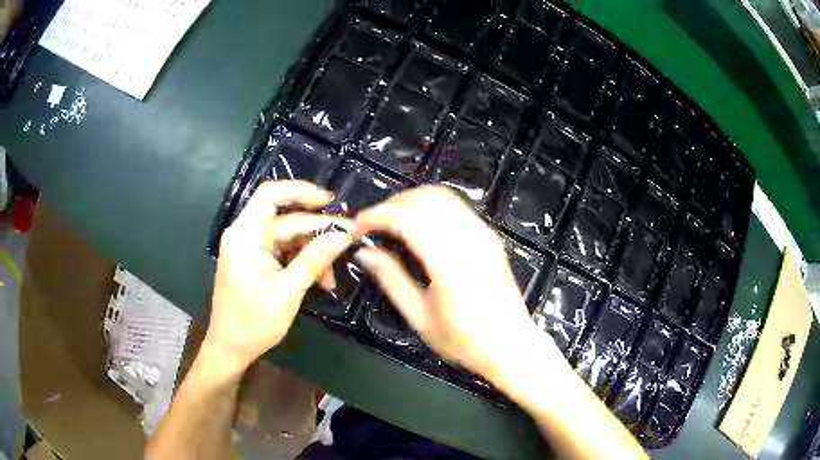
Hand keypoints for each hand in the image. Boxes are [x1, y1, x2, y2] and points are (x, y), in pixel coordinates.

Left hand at [208, 180, 353, 374]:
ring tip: (332, 279)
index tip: (330, 201)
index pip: (271, 194)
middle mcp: (246, 235)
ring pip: (289, 237)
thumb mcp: (288, 292)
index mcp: (245, 236)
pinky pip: (284, 252)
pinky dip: (302, 263)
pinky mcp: (255, 261)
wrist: (230, 349)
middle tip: (350, 239)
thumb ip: (315, 260)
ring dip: (313, 253)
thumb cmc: (253, 323)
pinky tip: (320, 281)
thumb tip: (343, 235)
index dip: (301, 191)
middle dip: (318, 231)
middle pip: (287, 219)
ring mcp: (250, 249)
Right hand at [354, 186, 550, 381]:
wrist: (511, 344)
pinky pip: (456, 206)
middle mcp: (470, 239)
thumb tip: (364, 252)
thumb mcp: (420, 317)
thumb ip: (391, 279)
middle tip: (371, 224)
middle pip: (425, 198)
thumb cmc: (465, 340)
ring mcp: (483, 234)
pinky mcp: (489, 235)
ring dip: (411, 200)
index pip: (408, 218)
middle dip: (392, 204)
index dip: (378, 215)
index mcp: (450, 263)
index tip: (358, 225)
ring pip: (442, 196)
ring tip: (391, 221)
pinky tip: (418, 224)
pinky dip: (430, 205)